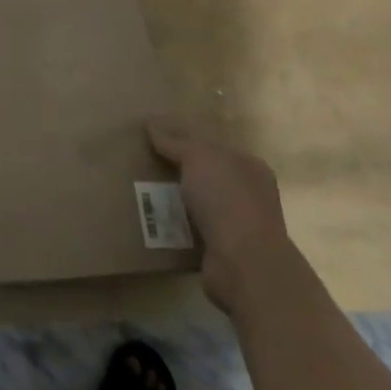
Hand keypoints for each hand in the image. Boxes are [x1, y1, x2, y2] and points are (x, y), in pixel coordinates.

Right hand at [147, 115, 287, 307]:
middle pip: (205, 174)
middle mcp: (248, 194)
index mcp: (248, 165)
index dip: (184, 139)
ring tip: (141, 192)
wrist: (243, 264)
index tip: (154, 138)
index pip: (212, 145)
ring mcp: (238, 224)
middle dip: (177, 170)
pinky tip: (153, 220)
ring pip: (197, 203)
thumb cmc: (226, 199)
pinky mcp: (223, 251)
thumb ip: (175, 141)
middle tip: (143, 164)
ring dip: (174, 199)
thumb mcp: (198, 157)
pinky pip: (192, 230)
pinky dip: (175, 226)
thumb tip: (152, 125)